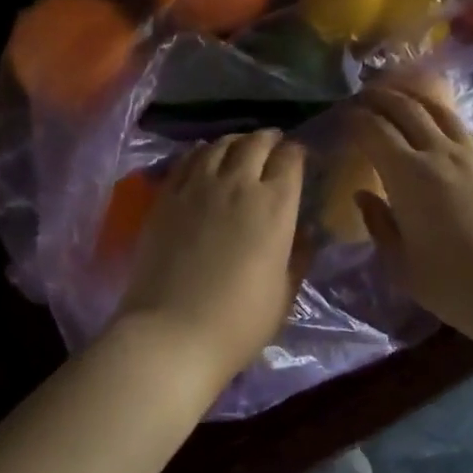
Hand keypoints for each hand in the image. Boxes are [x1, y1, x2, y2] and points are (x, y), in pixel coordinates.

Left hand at [113, 130, 305, 381]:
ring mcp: (198, 186)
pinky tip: (205, 158)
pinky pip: (187, 159)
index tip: (300, 157)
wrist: (172, 333)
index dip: (298, 153)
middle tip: (273, 146)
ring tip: (240, 148)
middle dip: (270, 139)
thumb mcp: (285, 293)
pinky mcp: (166, 196)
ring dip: (236, 142)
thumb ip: (298, 255)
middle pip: (256, 143)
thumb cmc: (239, 322)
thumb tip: (305, 233)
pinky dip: (202, 152)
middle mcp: (238, 183)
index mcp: (276, 205)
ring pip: (220, 144)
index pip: (291, 159)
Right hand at [348, 86, 472, 341]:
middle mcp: (439, 152)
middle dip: (380, 97)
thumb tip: (364, 195)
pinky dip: (443, 120)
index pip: (373, 130)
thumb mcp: (400, 265)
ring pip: (439, 111)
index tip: (342, 116)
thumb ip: (378, 224)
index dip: (354, 118)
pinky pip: (464, 130)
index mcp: (407, 174)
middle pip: (405, 108)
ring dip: (413, 99)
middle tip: (363, 96)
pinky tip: (441, 130)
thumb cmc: (453, 285)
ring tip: (400, 99)